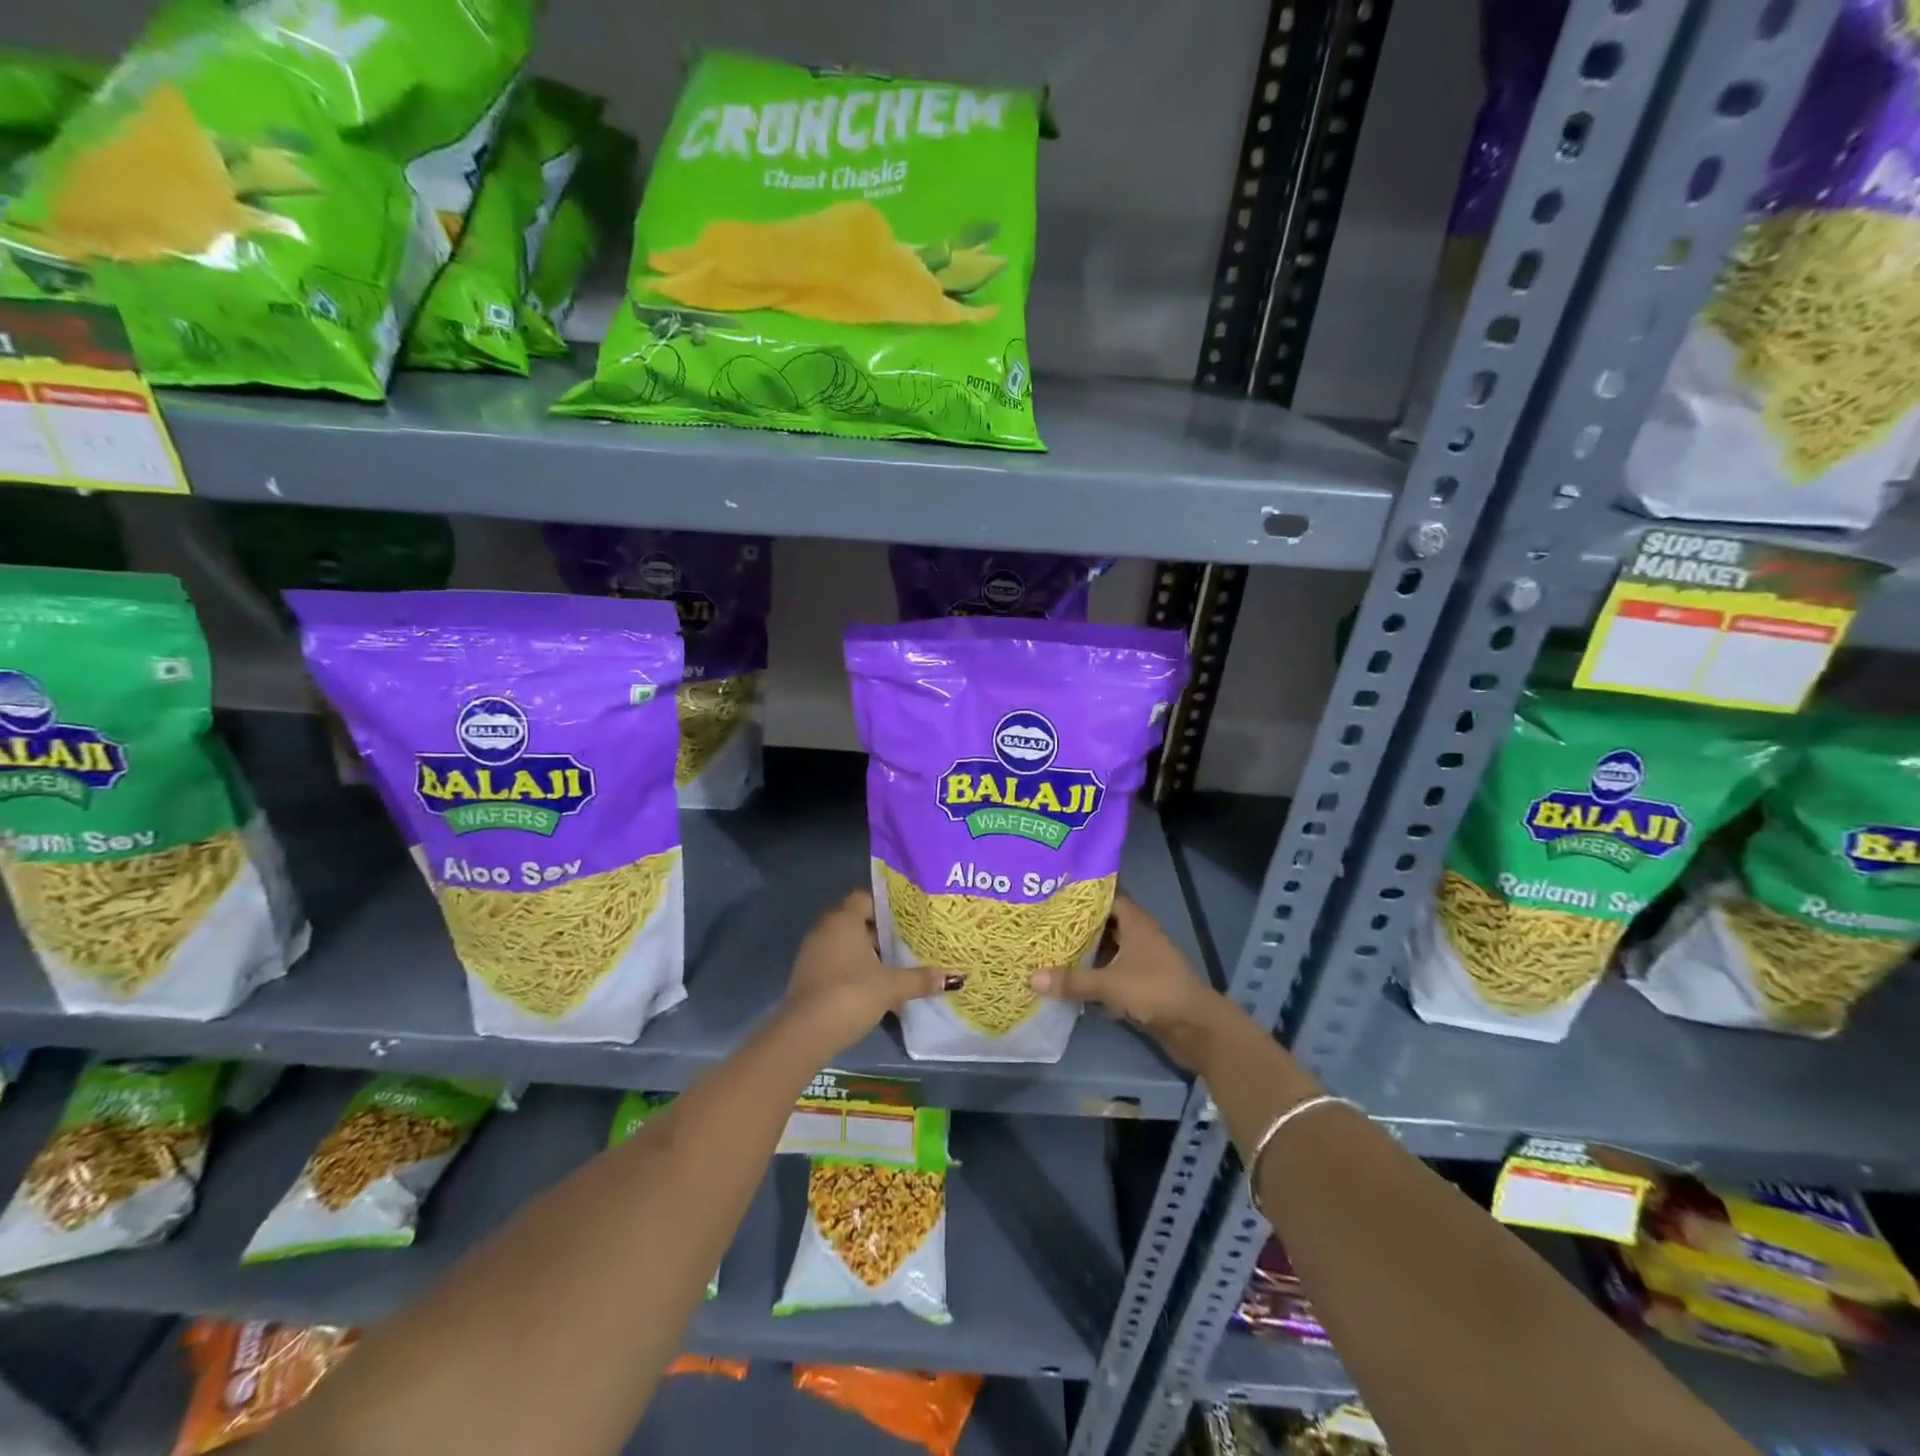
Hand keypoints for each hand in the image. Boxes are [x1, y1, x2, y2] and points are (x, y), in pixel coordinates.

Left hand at [779, 891, 955, 1059]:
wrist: (804, 1033)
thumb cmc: (850, 995)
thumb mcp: (890, 987)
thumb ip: (921, 979)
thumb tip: (955, 977)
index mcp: (844, 919)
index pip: (866, 897)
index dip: (888, 905)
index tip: (910, 917)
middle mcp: (825, 928)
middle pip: (857, 920)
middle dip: (882, 931)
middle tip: (909, 941)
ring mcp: (813, 952)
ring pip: (846, 942)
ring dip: (868, 952)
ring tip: (896, 964)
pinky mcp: (807, 974)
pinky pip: (836, 960)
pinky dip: (853, 967)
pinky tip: (874, 984)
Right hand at [1031, 895, 1234, 1071]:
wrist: (1196, 1028)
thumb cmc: (1155, 991)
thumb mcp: (1110, 984)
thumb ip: (1072, 980)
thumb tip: (1032, 977)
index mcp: (1136, 923)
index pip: (1108, 896)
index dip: (1084, 893)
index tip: (1055, 891)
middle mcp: (1139, 936)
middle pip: (1104, 923)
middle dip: (1077, 924)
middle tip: (1044, 920)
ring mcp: (1142, 961)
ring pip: (1107, 949)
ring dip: (1085, 951)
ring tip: (1049, 947)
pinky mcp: (1141, 984)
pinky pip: (1112, 973)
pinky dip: (1094, 975)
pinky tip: (1069, 979)